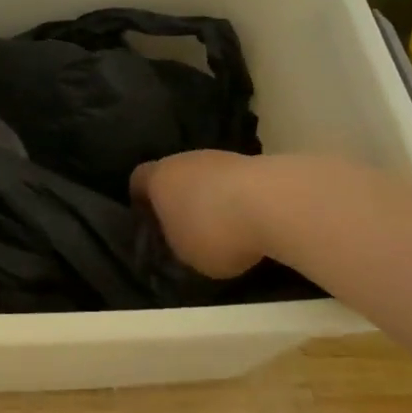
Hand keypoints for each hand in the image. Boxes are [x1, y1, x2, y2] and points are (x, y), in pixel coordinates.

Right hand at [130, 151, 270, 278]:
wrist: (274, 202)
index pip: (137, 181)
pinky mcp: (253, 163)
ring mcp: (220, 157)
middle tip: (187, 229)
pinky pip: (235, 184)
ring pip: (206, 178)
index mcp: (156, 178)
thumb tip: (179, 239)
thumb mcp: (184, 254)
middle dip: (179, 199)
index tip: (150, 222)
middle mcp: (183, 159)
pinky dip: (239, 200)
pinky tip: (249, 222)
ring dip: (211, 199)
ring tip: (224, 229)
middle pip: (174, 176)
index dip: (140, 201)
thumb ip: (174, 243)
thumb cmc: (213, 230)